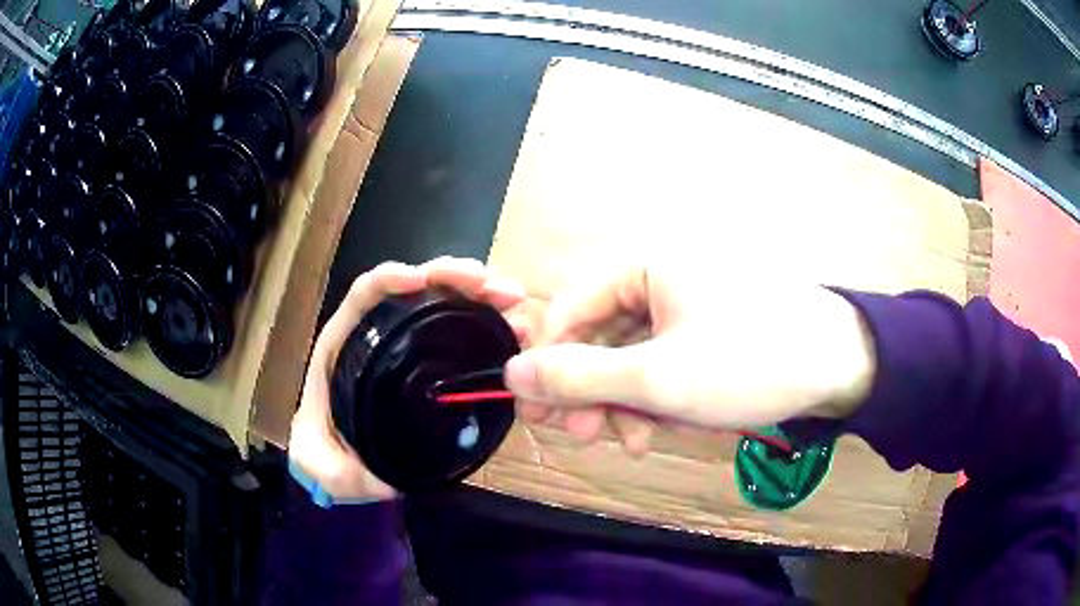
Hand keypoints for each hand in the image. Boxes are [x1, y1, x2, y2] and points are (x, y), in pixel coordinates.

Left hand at [289, 258, 525, 502]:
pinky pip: (464, 332)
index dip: (390, 280)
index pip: (365, 297)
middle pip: (416, 289)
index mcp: (346, 344)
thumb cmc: (330, 454)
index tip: (420, 279)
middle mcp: (380, 334)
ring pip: (445, 303)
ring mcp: (412, 345)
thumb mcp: (322, 464)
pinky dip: (490, 324)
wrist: (350, 463)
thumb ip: (332, 470)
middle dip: (453, 279)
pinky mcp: (438, 362)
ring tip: (512, 301)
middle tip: (492, 287)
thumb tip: (374, 478)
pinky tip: (515, 330)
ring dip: (480, 295)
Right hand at [504, 263, 875, 455]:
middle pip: (599, 337)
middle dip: (592, 393)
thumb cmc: (751, 362)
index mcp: (644, 267)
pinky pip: (663, 364)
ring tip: (636, 442)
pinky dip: (657, 398)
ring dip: (626, 403)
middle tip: (586, 439)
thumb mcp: (658, 378)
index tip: (542, 412)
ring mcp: (686, 307)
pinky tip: (666, 427)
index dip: (550, 361)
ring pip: (631, 358)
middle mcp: (659, 279)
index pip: (569, 308)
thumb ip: (580, 377)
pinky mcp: (707, 333)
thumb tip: (513, 373)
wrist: (842, 365)